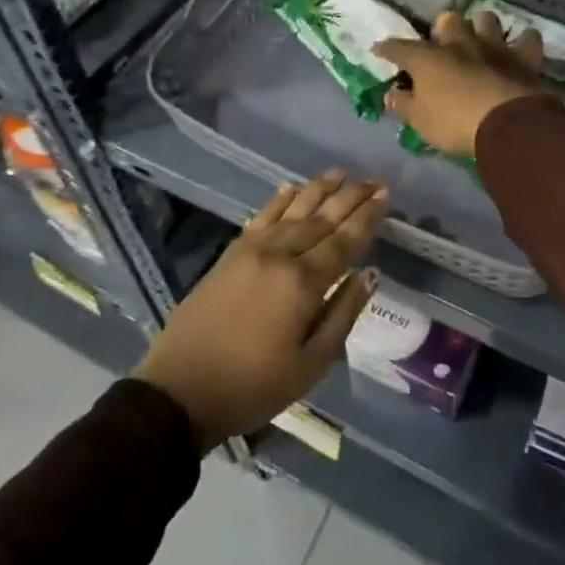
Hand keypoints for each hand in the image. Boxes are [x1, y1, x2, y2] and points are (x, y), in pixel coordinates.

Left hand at [134, 172, 386, 450]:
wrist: (180, 391)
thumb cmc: (253, 386)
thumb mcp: (310, 365)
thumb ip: (342, 315)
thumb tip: (369, 275)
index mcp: (303, 283)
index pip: (344, 241)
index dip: (366, 217)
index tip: (385, 194)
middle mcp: (280, 255)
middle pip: (321, 219)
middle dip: (350, 197)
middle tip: (374, 179)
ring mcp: (252, 250)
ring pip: (293, 211)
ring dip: (318, 190)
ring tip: (340, 173)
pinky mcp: (230, 254)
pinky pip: (261, 217)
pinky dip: (279, 201)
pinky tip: (291, 187)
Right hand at [374, 9, 551, 158]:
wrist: (508, 124)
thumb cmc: (455, 123)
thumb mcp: (421, 122)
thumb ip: (404, 106)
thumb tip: (391, 95)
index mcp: (429, 59)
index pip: (400, 48)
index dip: (388, 49)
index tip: (380, 50)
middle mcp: (460, 44)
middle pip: (448, 21)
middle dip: (443, 29)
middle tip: (442, 44)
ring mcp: (494, 47)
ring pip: (486, 19)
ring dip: (482, 27)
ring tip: (481, 40)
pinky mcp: (524, 57)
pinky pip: (527, 38)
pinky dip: (523, 42)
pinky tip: (520, 48)